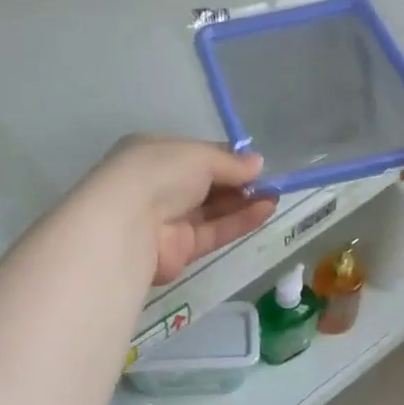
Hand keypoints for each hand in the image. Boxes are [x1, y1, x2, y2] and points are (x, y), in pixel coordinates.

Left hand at [89, 136, 278, 284]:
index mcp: (154, 154)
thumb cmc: (159, 172)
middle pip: (206, 185)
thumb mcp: (199, 155)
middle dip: (238, 183)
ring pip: (213, 211)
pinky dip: (239, 221)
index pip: (195, 156)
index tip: (253, 163)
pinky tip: (265, 210)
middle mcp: (160, 186)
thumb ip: (230, 162)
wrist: (129, 223)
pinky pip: (215, 232)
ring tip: (275, 195)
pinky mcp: (181, 250)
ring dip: (244, 202)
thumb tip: (258, 164)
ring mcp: (169, 220)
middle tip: (271, 181)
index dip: (225, 159)